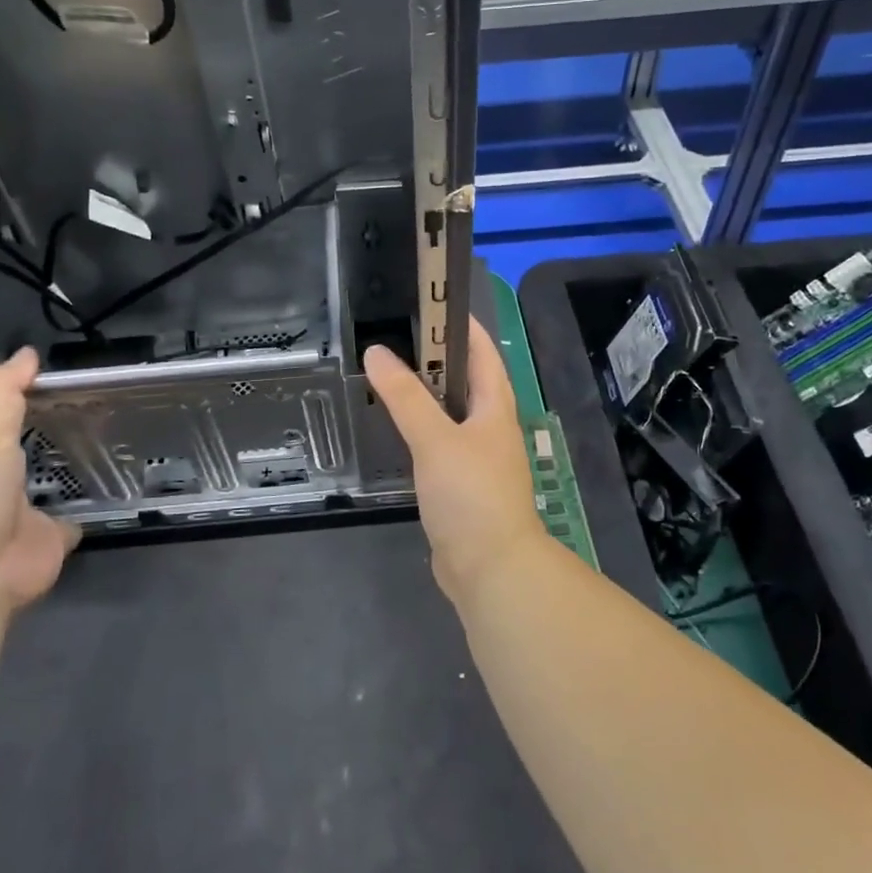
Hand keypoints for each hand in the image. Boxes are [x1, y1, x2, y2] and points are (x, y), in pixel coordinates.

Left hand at [0, 347, 79, 612]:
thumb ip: (1, 396)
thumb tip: (26, 352)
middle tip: (22, 448)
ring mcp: (9, 527)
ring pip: (23, 506)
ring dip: (37, 495)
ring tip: (64, 468)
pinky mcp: (43, 546)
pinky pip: (61, 530)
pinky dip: (73, 521)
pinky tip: (92, 504)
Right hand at [364, 317, 550, 604]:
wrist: (490, 569)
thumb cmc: (471, 494)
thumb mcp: (436, 439)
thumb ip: (406, 397)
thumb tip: (378, 351)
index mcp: (494, 407)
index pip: (481, 352)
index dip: (459, 325)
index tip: (428, 303)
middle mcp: (489, 426)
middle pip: (463, 380)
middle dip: (433, 359)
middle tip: (393, 338)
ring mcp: (476, 457)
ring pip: (448, 413)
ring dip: (423, 395)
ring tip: (386, 376)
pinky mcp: (459, 484)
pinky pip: (437, 443)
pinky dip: (418, 429)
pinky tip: (393, 429)